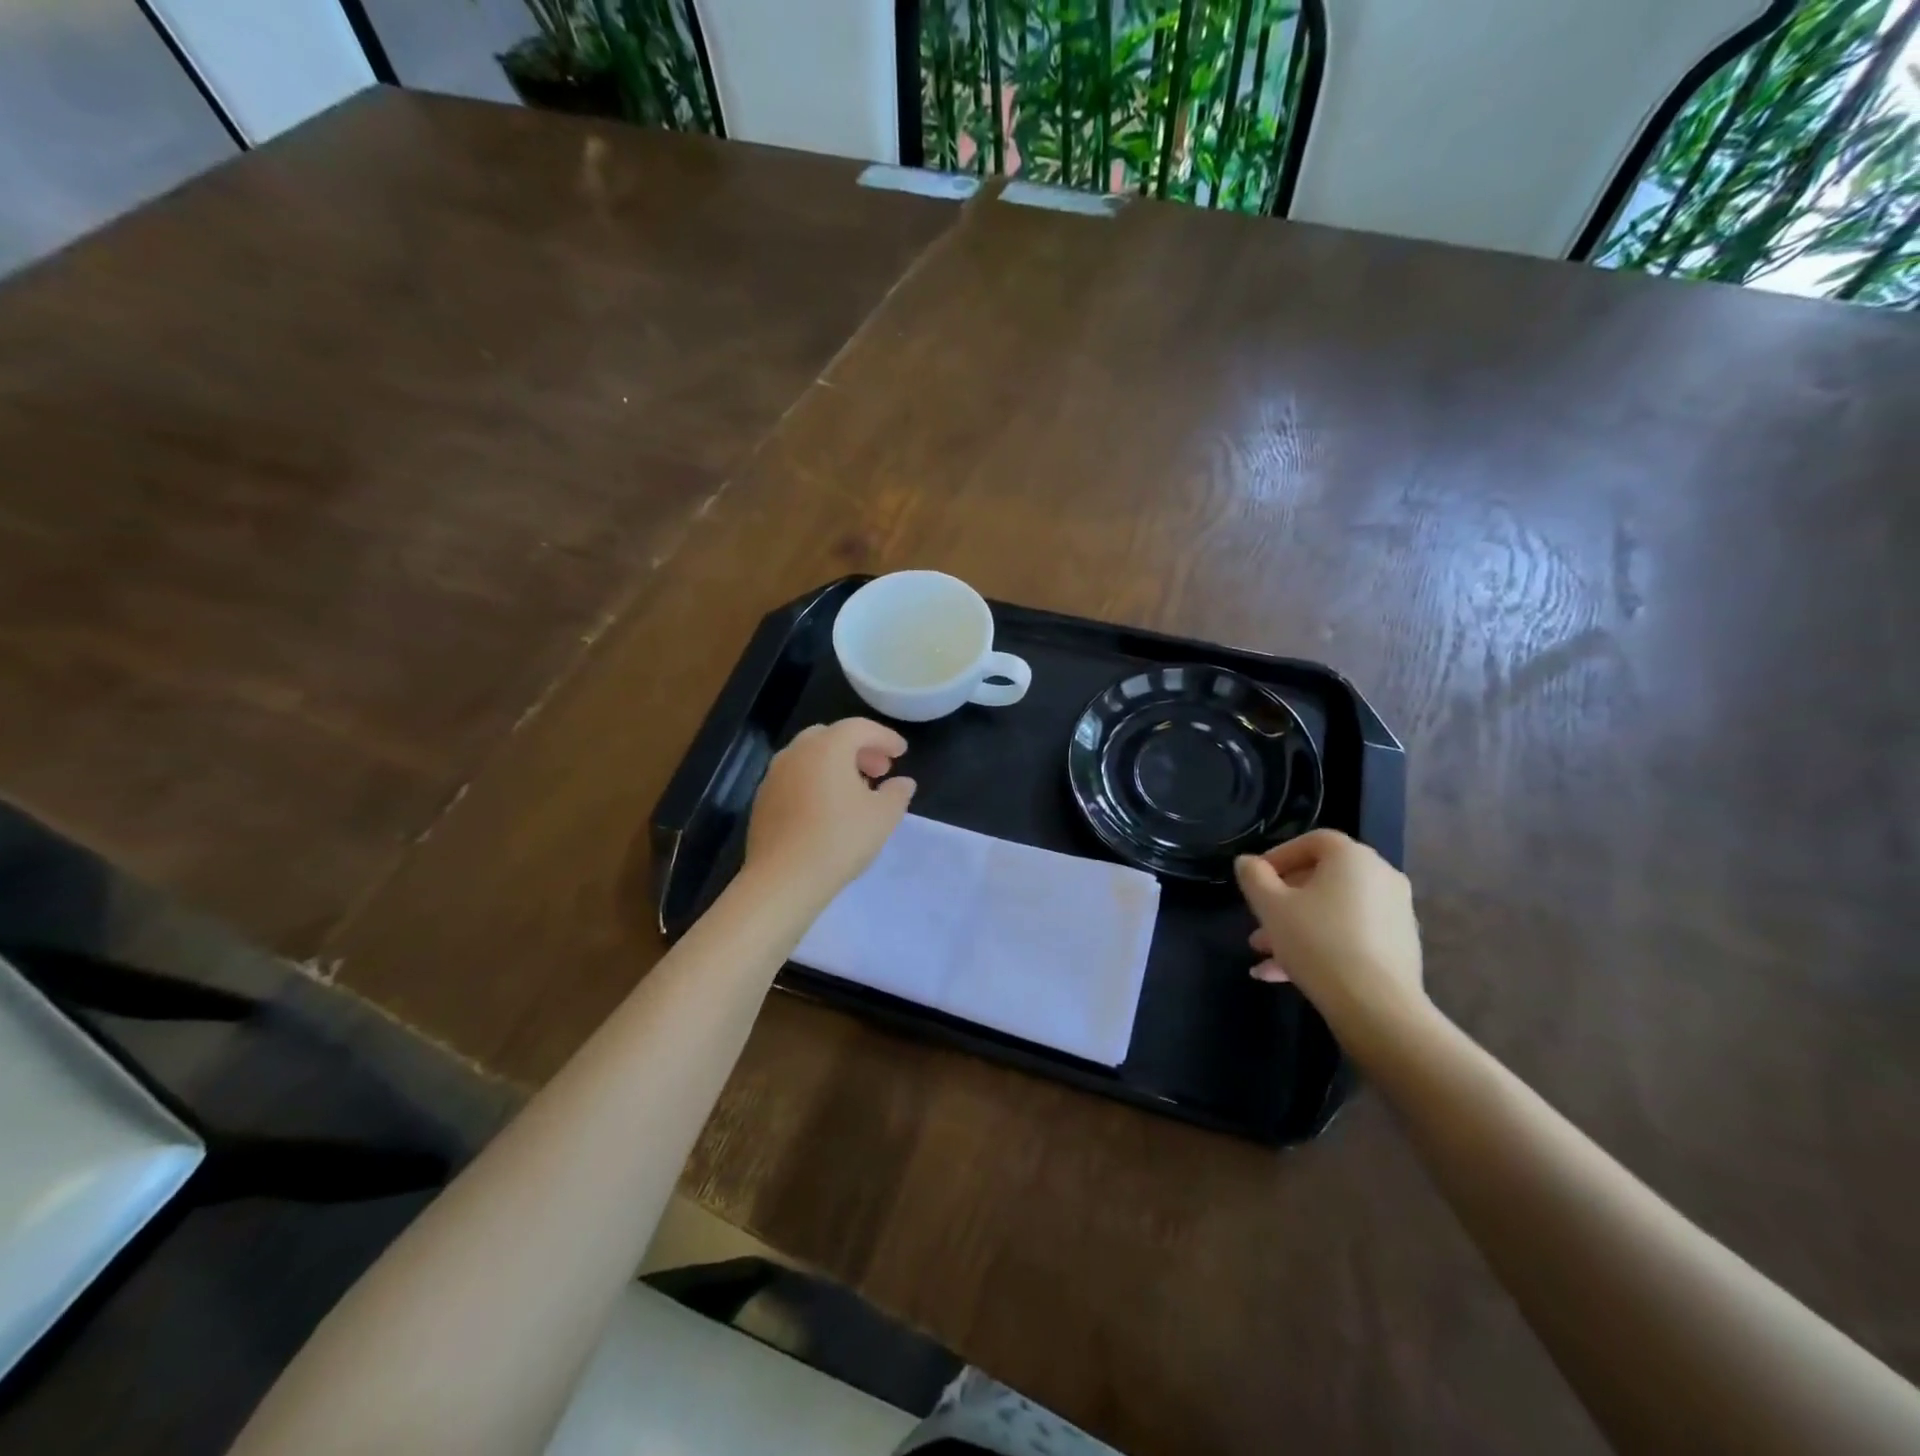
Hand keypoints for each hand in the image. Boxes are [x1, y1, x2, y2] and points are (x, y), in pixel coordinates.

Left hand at [744, 718, 915, 907]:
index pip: (860, 728)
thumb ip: (896, 793)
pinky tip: (826, 809)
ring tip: (855, 790)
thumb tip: (903, 783)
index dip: (884, 737)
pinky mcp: (762, 800)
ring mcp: (774, 775)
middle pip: (830, 736)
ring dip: (834, 764)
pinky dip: (814, 781)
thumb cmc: (839, 840)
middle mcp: (796, 752)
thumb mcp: (882, 817)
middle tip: (879, 770)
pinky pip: (794, 778)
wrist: (783, 879)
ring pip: (809, 757)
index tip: (901, 753)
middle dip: (858, 748)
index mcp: (827, 747)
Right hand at [1234, 830, 1424, 1022]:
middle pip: (1322, 879)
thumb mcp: (1270, 906)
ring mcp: (1395, 914)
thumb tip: (1248, 863)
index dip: (1279, 856)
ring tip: (1263, 956)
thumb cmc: (1317, 942)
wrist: (1377, 1007)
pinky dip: (1321, 945)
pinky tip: (1285, 975)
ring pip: (1333, 912)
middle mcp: (1381, 877)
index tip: (1256, 880)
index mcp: (1353, 858)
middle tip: (1257, 922)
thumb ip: (1253, 877)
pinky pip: (1351, 935)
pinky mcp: (1399, 947)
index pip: (1313, 841)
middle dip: (1283, 901)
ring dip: (1296, 928)